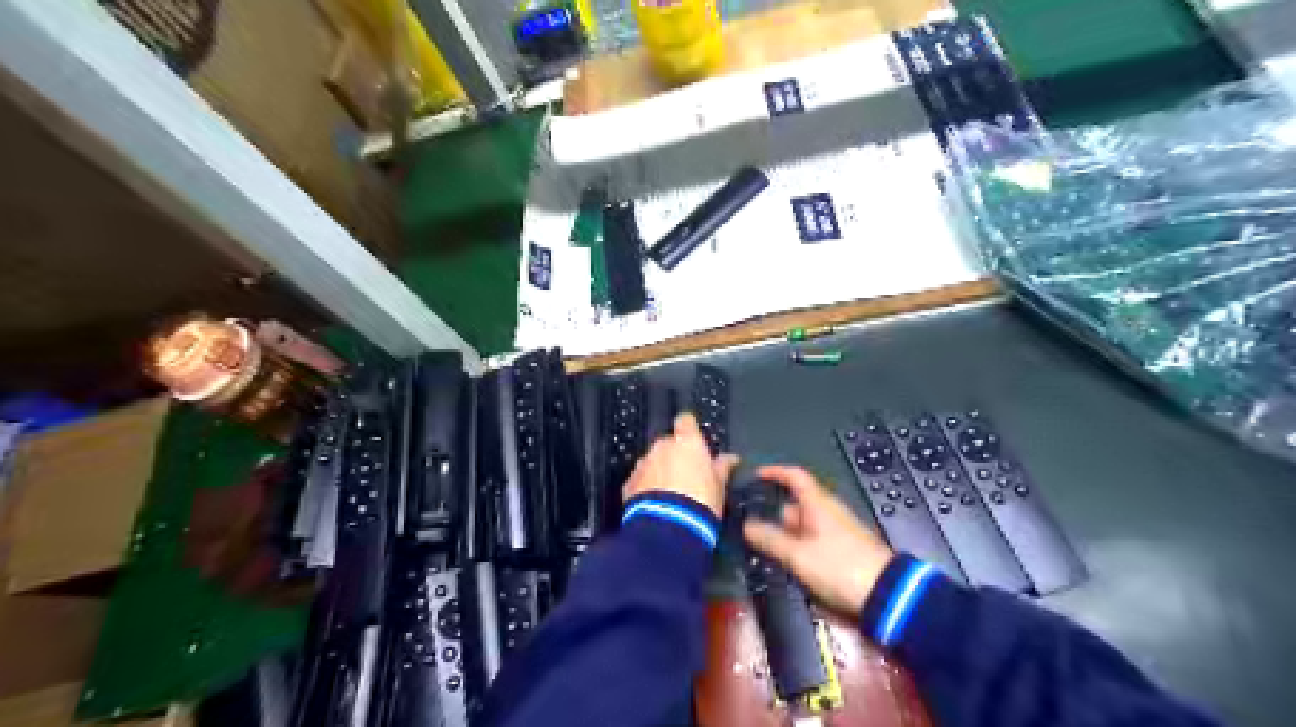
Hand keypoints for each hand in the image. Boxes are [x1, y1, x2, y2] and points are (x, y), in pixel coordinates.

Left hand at [626, 412, 737, 518]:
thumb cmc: (701, 502)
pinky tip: (655, 504)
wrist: (669, 529)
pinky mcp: (629, 483)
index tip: (694, 439)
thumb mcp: (719, 486)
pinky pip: (640, 480)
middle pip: (668, 443)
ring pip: (652, 461)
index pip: (686, 421)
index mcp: (687, 442)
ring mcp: (643, 464)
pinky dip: (646, 487)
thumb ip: (722, 468)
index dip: (689, 429)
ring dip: (659, 471)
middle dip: (674, 455)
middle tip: (685, 475)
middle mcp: (662, 446)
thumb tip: (731, 458)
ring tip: (669, 494)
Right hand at [744, 465, 897, 613]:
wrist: (886, 595)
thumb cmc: (839, 567)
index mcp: (818, 503)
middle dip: (774, 516)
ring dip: (786, 536)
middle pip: (796, 504)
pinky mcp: (844, 550)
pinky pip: (814, 540)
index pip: (794, 476)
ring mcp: (838, 531)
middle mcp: (829, 511)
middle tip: (752, 531)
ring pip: (803, 526)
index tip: (756, 475)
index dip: (775, 472)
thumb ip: (770, 539)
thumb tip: (747, 525)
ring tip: (767, 551)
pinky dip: (799, 547)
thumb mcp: (797, 555)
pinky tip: (791, 564)